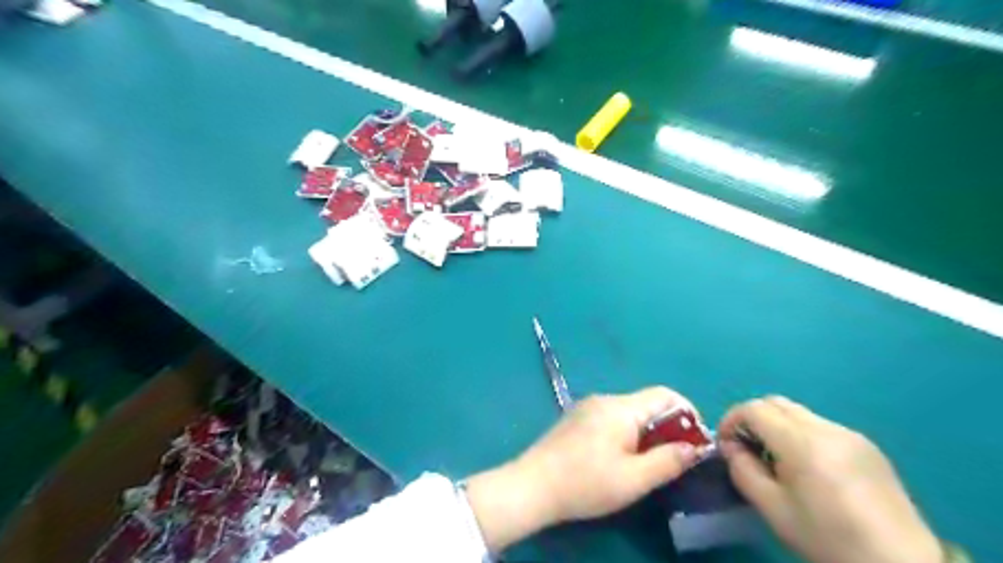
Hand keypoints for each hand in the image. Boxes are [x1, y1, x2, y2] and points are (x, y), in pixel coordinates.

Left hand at [465, 386, 703, 549]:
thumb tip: (694, 447)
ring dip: (646, 432)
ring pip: (629, 412)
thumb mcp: (634, 479)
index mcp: (621, 407)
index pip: (665, 394)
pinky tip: (619, 458)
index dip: (687, 413)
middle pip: (646, 403)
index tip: (695, 441)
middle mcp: (604, 399)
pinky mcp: (576, 418)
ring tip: (646, 464)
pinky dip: (626, 433)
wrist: (533, 485)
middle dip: (667, 427)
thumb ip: (668, 461)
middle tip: (672, 459)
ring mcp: (587, 407)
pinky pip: (611, 418)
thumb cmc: (586, 483)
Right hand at [721, 397, 940, 561]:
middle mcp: (826, 428)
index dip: (732, 420)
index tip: (726, 444)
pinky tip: (809, 467)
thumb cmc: (828, 538)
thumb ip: (743, 470)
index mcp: (801, 442)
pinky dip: (801, 434)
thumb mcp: (773, 508)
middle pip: (775, 403)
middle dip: (753, 418)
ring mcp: (850, 434)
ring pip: (798, 412)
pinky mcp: (867, 446)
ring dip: (777, 425)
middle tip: (747, 447)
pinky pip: (821, 426)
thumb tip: (732, 446)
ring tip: (776, 459)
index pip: (753, 409)